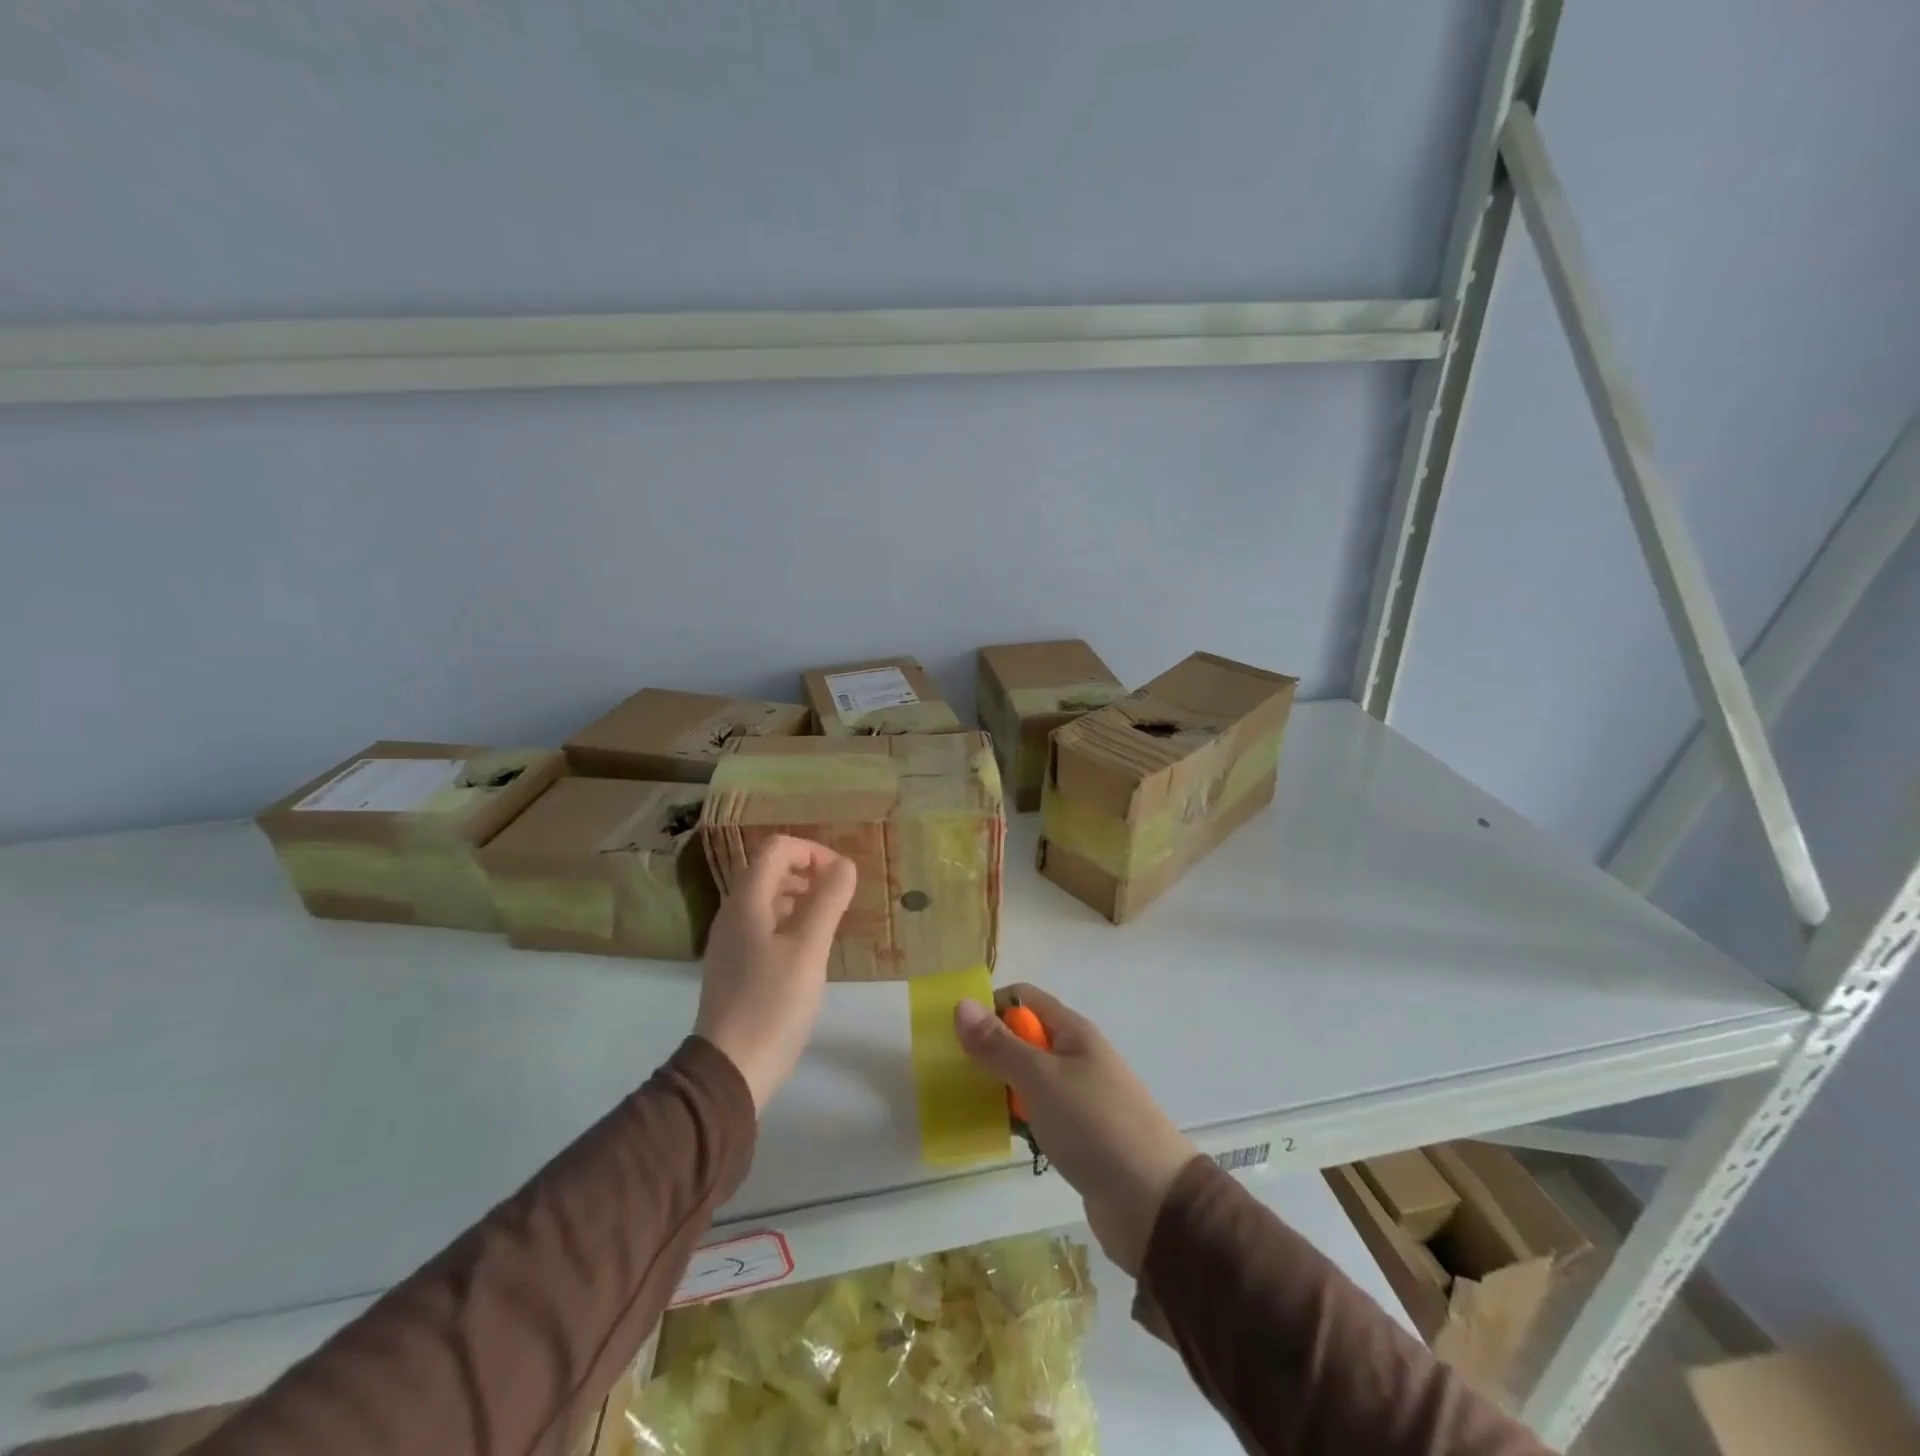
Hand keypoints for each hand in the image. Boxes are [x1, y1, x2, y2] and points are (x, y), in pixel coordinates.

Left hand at [696, 835, 856, 1111]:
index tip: (842, 877)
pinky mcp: (735, 965)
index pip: (777, 848)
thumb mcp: (808, 949)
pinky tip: (809, 952)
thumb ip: (827, 901)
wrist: (730, 1070)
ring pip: (767, 899)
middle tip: (840, 899)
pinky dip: (790, 923)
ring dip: (801, 897)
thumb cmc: (773, 1003)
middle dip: (809, 872)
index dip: (813, 851)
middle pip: (770, 870)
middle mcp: (733, 913)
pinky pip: (764, 925)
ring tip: (829, 923)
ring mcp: (730, 941)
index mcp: (747, 902)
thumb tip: (845, 865)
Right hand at [955, 984, 1197, 1275]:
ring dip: (1001, 1088)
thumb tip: (961, 1004)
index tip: (958, 1035)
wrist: (1153, 1203)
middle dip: (990, 1051)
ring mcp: (1079, 1097)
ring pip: (1028, 1079)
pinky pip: (1038, 1113)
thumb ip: (999, 1045)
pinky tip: (996, 1136)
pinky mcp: (1078, 1134)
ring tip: (966, 1106)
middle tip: (954, 1074)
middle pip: (1024, 1038)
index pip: (1024, 999)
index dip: (991, 1007)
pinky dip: (1018, 1119)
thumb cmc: (1095, 1126)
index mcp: (1073, 1032)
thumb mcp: (1041, 1079)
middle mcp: (1076, 1057)